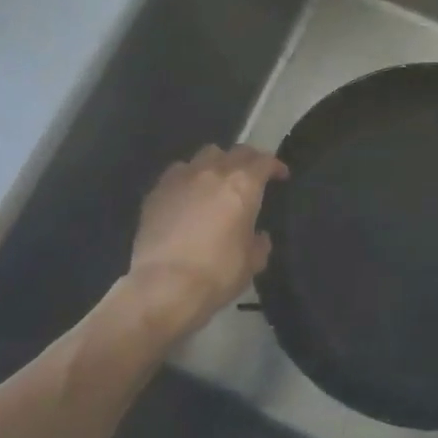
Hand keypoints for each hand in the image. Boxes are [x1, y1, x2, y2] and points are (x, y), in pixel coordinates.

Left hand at [125, 145, 286, 337]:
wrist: (164, 285)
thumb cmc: (217, 273)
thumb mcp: (252, 263)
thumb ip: (259, 243)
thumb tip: (257, 236)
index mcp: (243, 185)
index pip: (264, 161)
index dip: (275, 166)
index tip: (281, 175)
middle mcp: (213, 172)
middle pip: (235, 151)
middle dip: (248, 160)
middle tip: (253, 175)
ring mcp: (181, 178)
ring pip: (204, 155)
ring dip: (217, 164)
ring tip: (217, 181)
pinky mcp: (157, 191)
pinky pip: (178, 172)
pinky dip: (189, 178)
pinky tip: (188, 195)